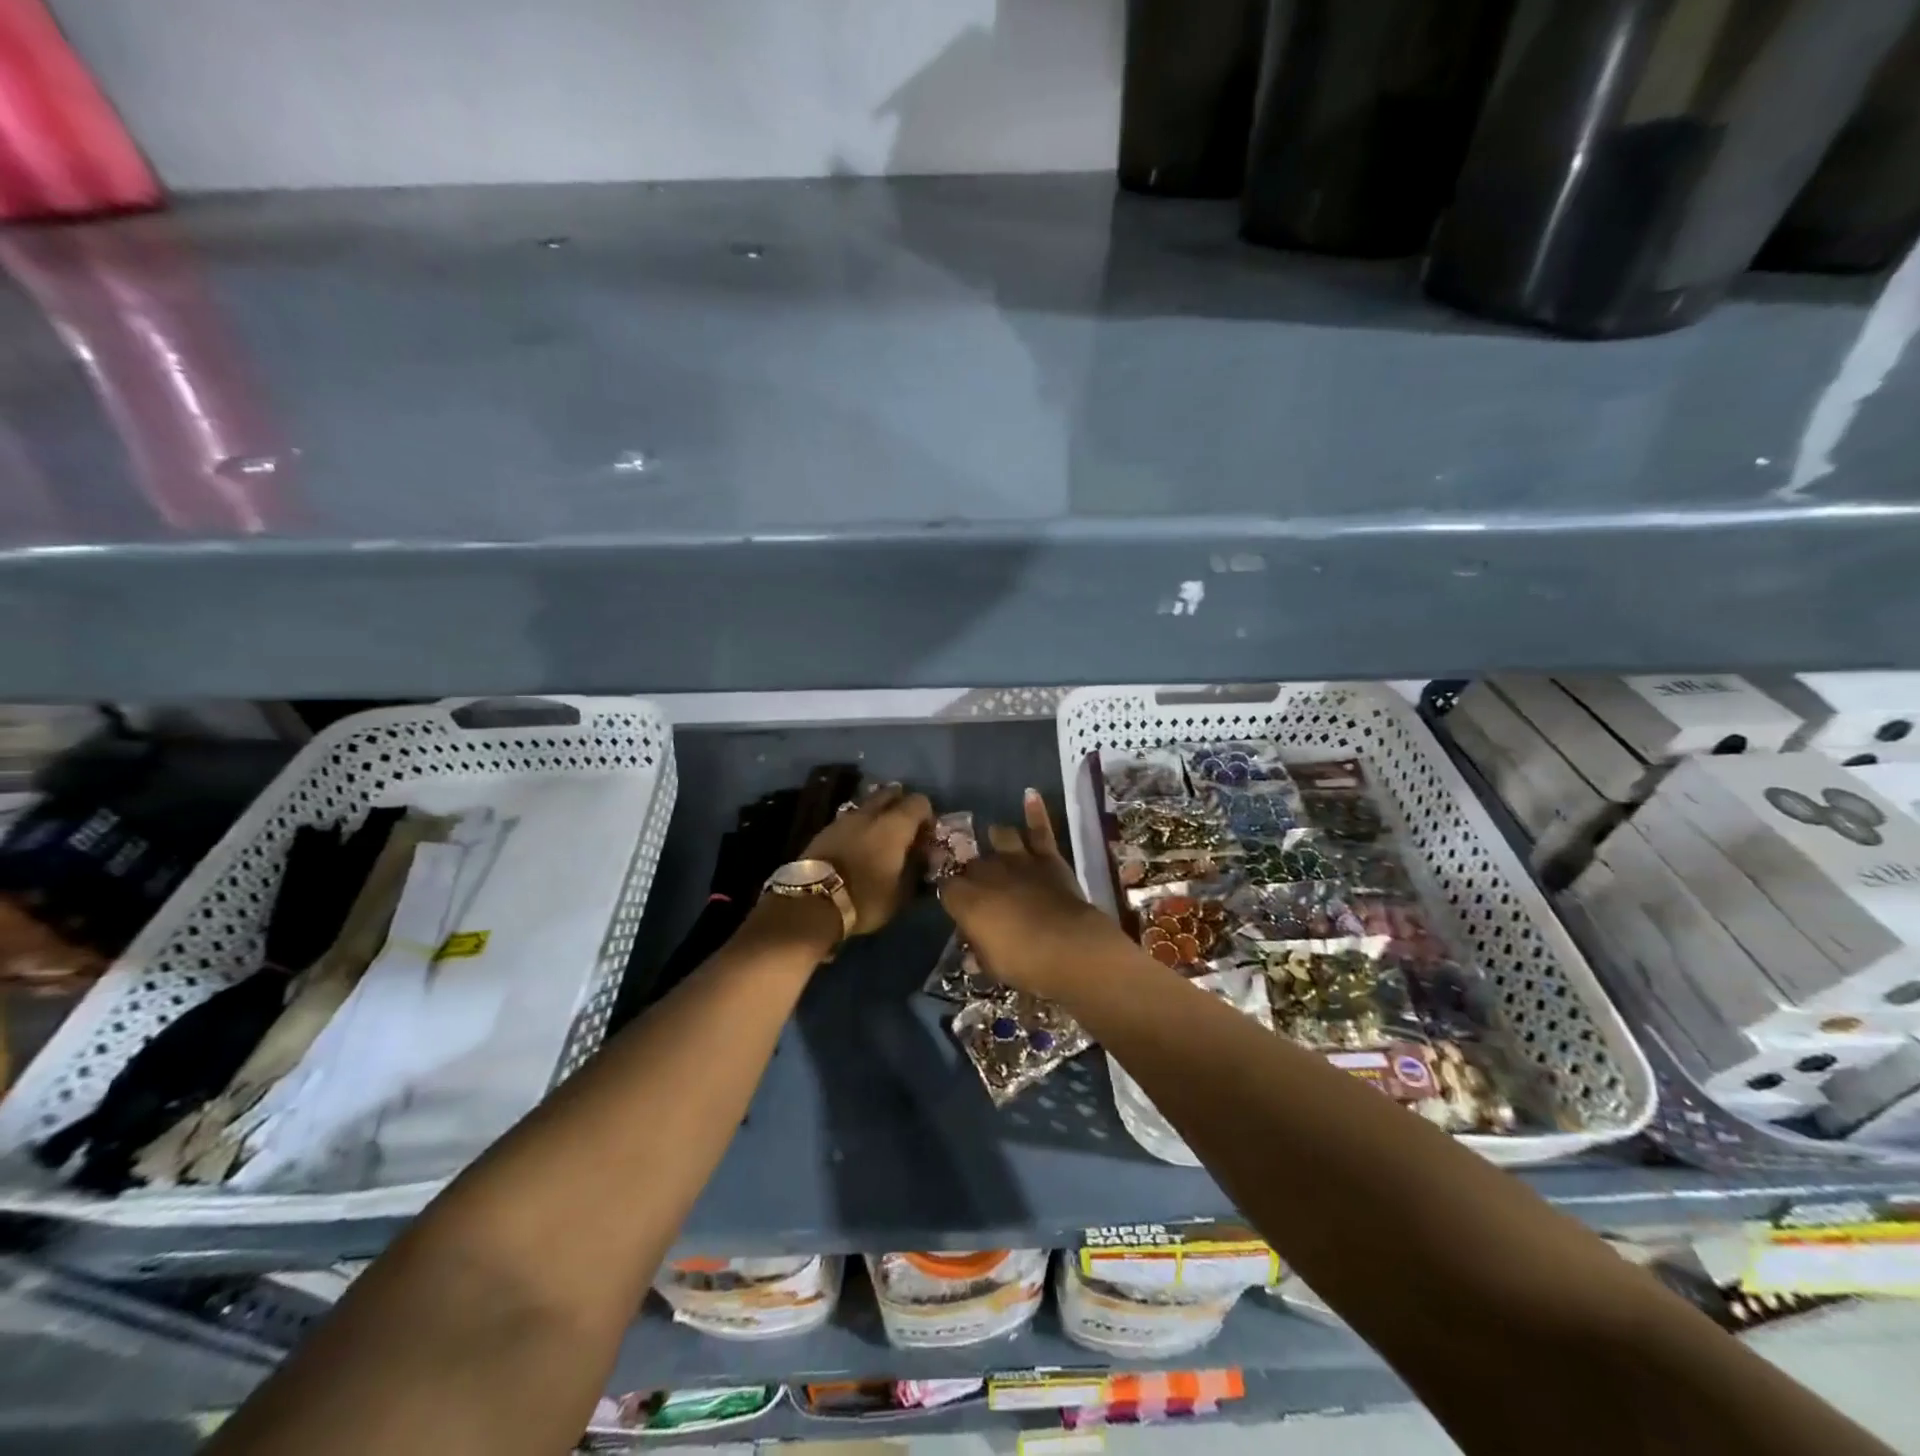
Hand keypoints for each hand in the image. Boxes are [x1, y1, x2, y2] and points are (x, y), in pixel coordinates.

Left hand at [799, 782, 933, 935]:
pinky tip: (858, 846)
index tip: (926, 837)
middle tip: (904, 832)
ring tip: (880, 840)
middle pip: (892, 794)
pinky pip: (850, 819)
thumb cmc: (866, 897)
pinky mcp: (826, 829)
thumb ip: (917, 869)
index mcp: (895, 824)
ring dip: (878, 815)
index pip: (920, 802)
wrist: (812, 902)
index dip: (927, 816)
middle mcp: (871, 812)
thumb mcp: (902, 892)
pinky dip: (859, 826)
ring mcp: (845, 818)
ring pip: (868, 805)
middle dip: (901, 807)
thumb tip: (925, 857)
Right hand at [940, 789, 1132, 998]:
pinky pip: (1039, 829)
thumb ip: (979, 949)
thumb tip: (972, 951)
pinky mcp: (1047, 857)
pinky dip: (1035, 811)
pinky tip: (1029, 794)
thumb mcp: (991, 964)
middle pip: (972, 863)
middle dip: (973, 872)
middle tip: (981, 886)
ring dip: (997, 840)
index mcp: (966, 898)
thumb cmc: (1024, 963)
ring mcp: (1018, 860)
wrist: (1070, 948)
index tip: (955, 904)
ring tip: (997, 842)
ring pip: (1000, 837)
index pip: (946, 887)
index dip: (951, 895)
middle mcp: (986, 872)